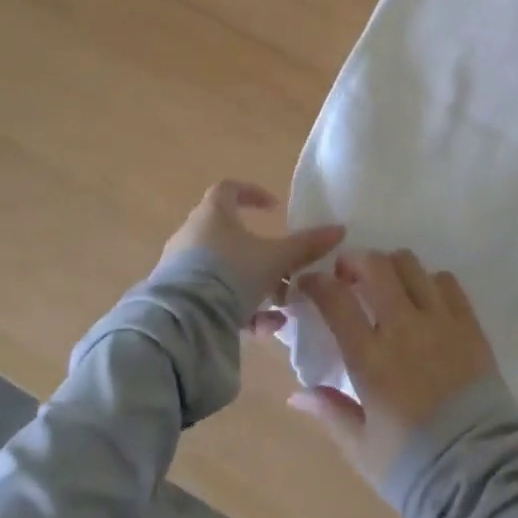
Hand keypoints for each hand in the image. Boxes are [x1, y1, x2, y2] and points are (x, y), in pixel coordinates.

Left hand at [158, 180, 344, 321]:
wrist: (181, 323)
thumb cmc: (230, 274)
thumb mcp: (275, 259)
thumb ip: (306, 245)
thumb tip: (340, 229)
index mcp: (212, 215)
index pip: (229, 189)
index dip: (252, 194)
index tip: (274, 208)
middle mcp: (192, 235)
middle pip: (229, 233)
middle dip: (260, 250)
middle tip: (284, 265)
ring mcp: (180, 269)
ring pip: (224, 269)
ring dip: (254, 283)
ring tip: (281, 303)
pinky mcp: (177, 299)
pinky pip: (214, 297)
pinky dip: (240, 307)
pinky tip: (266, 327)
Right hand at [289, 249, 500, 484]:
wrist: (478, 474)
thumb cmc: (412, 465)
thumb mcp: (361, 448)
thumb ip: (330, 411)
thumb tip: (297, 393)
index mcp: (371, 359)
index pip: (337, 300)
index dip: (318, 283)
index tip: (309, 283)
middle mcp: (404, 327)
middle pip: (376, 267)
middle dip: (355, 262)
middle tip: (348, 276)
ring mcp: (441, 321)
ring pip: (411, 265)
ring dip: (391, 266)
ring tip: (386, 283)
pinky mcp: (470, 324)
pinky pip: (447, 282)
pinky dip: (430, 281)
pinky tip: (424, 299)